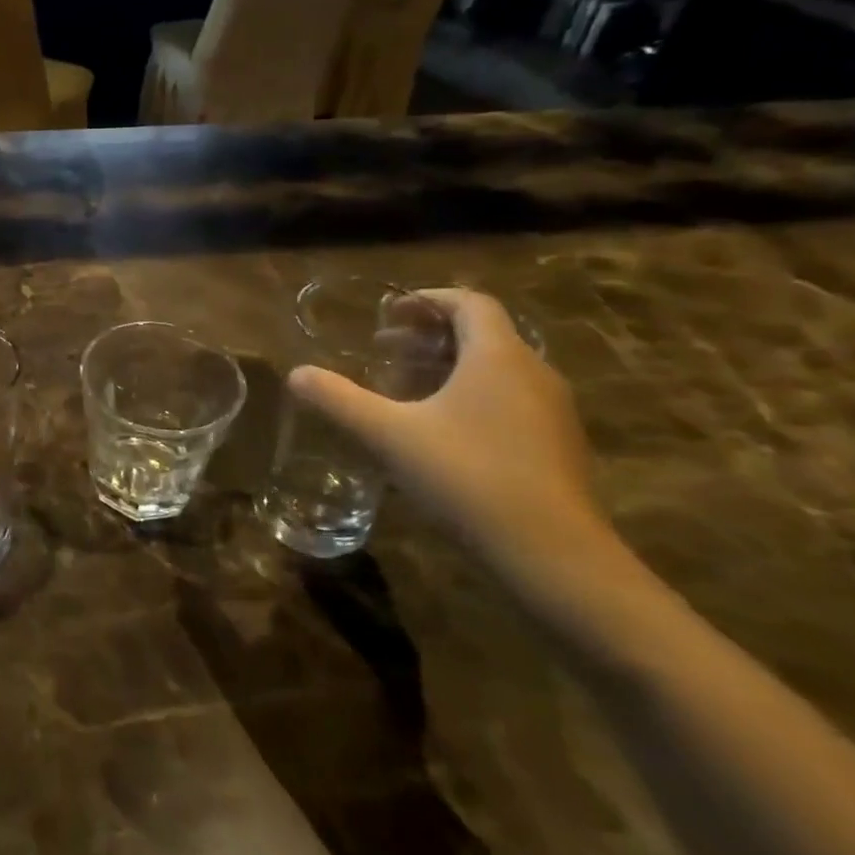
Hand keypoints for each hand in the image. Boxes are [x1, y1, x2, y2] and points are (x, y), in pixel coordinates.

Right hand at [289, 289, 624, 594]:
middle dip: (429, 336)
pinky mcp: (557, 445)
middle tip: (384, 351)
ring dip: (449, 367)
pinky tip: (441, 432)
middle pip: (482, 333)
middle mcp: (533, 372)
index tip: (388, 314)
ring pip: (497, 369)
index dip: (427, 300)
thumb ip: (339, 400)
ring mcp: (552, 410)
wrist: (551, 553)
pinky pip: (510, 399)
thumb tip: (296, 374)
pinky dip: (471, 396)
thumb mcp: (388, 435)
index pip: (469, 302)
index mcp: (498, 356)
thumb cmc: (466, 476)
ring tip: (405, 390)